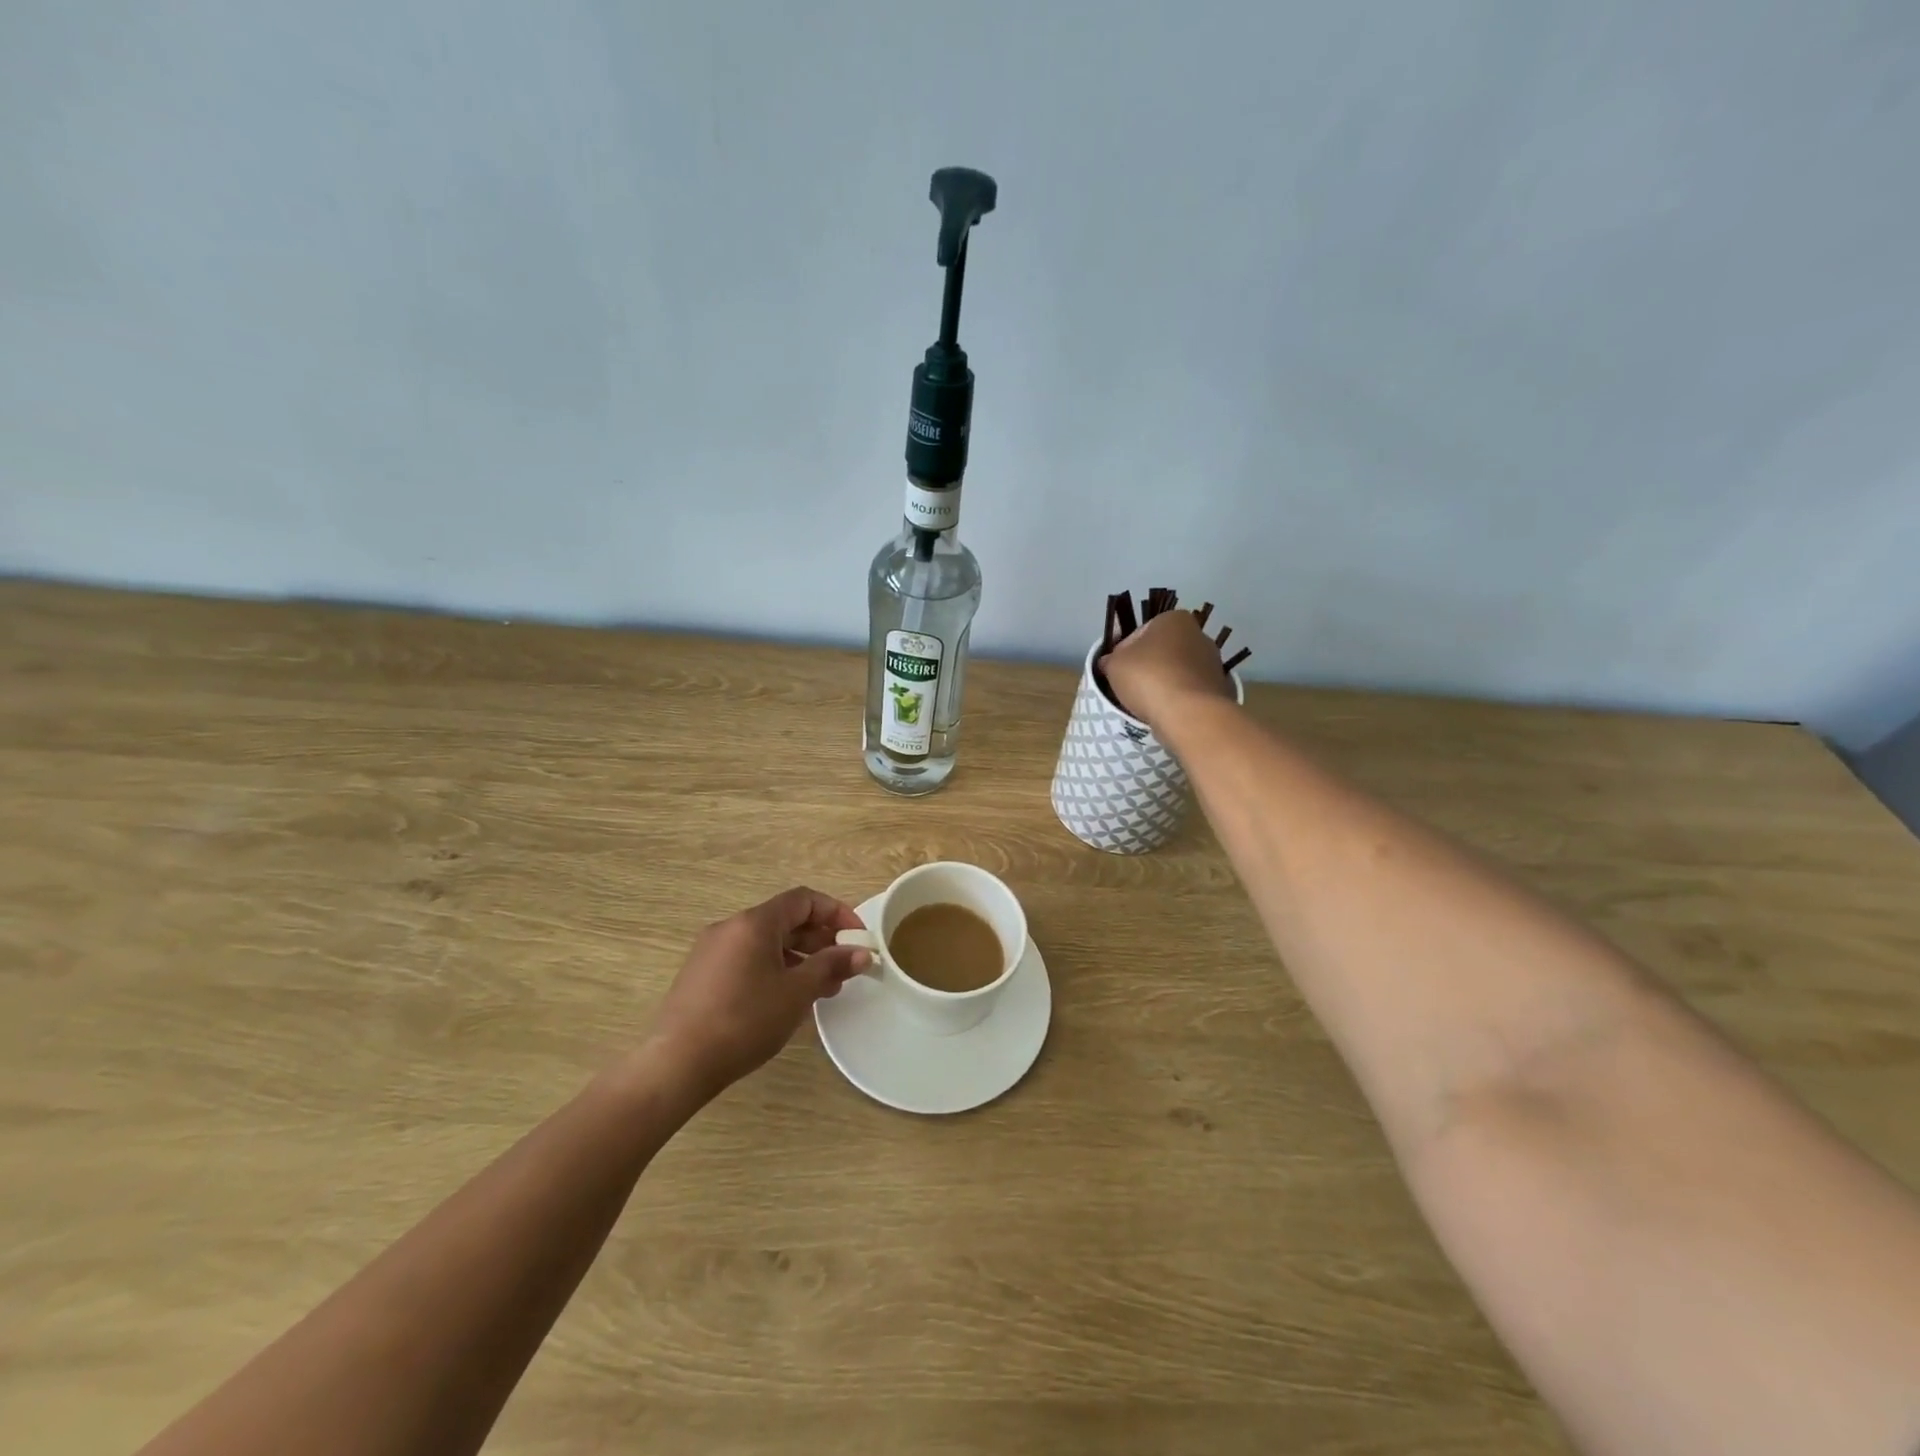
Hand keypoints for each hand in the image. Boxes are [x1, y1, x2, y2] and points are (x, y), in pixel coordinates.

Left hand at [647, 887, 870, 1097]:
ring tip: (821, 990)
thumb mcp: (797, 992)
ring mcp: (712, 951)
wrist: (677, 1064)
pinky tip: (786, 1000)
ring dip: (799, 958)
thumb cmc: (745, 1020)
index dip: (836, 913)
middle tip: (844, 968)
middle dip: (820, 940)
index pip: (804, 899)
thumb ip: (831, 966)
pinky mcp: (702, 976)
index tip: (857, 938)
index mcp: (755, 922)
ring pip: (767, 942)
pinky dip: (774, 969)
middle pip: (785, 920)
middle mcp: (731, 927)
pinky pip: (748, 959)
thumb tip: (862, 953)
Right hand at [1102, 609, 1235, 728]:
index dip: (1124, 651)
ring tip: (1147, 703)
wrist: (1189, 713)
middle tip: (1130, 686)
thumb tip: (1109, 662)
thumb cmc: (1148, 677)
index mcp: (1174, 619)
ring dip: (1164, 683)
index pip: (1140, 632)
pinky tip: (1166, 711)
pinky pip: (1190, 691)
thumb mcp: (1114, 665)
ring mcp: (1213, 663)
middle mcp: (1199, 635)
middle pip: (1163, 651)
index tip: (1117, 669)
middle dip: (1148, 665)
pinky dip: (1179, 698)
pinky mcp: (1220, 689)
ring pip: (1178, 671)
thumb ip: (1110, 659)